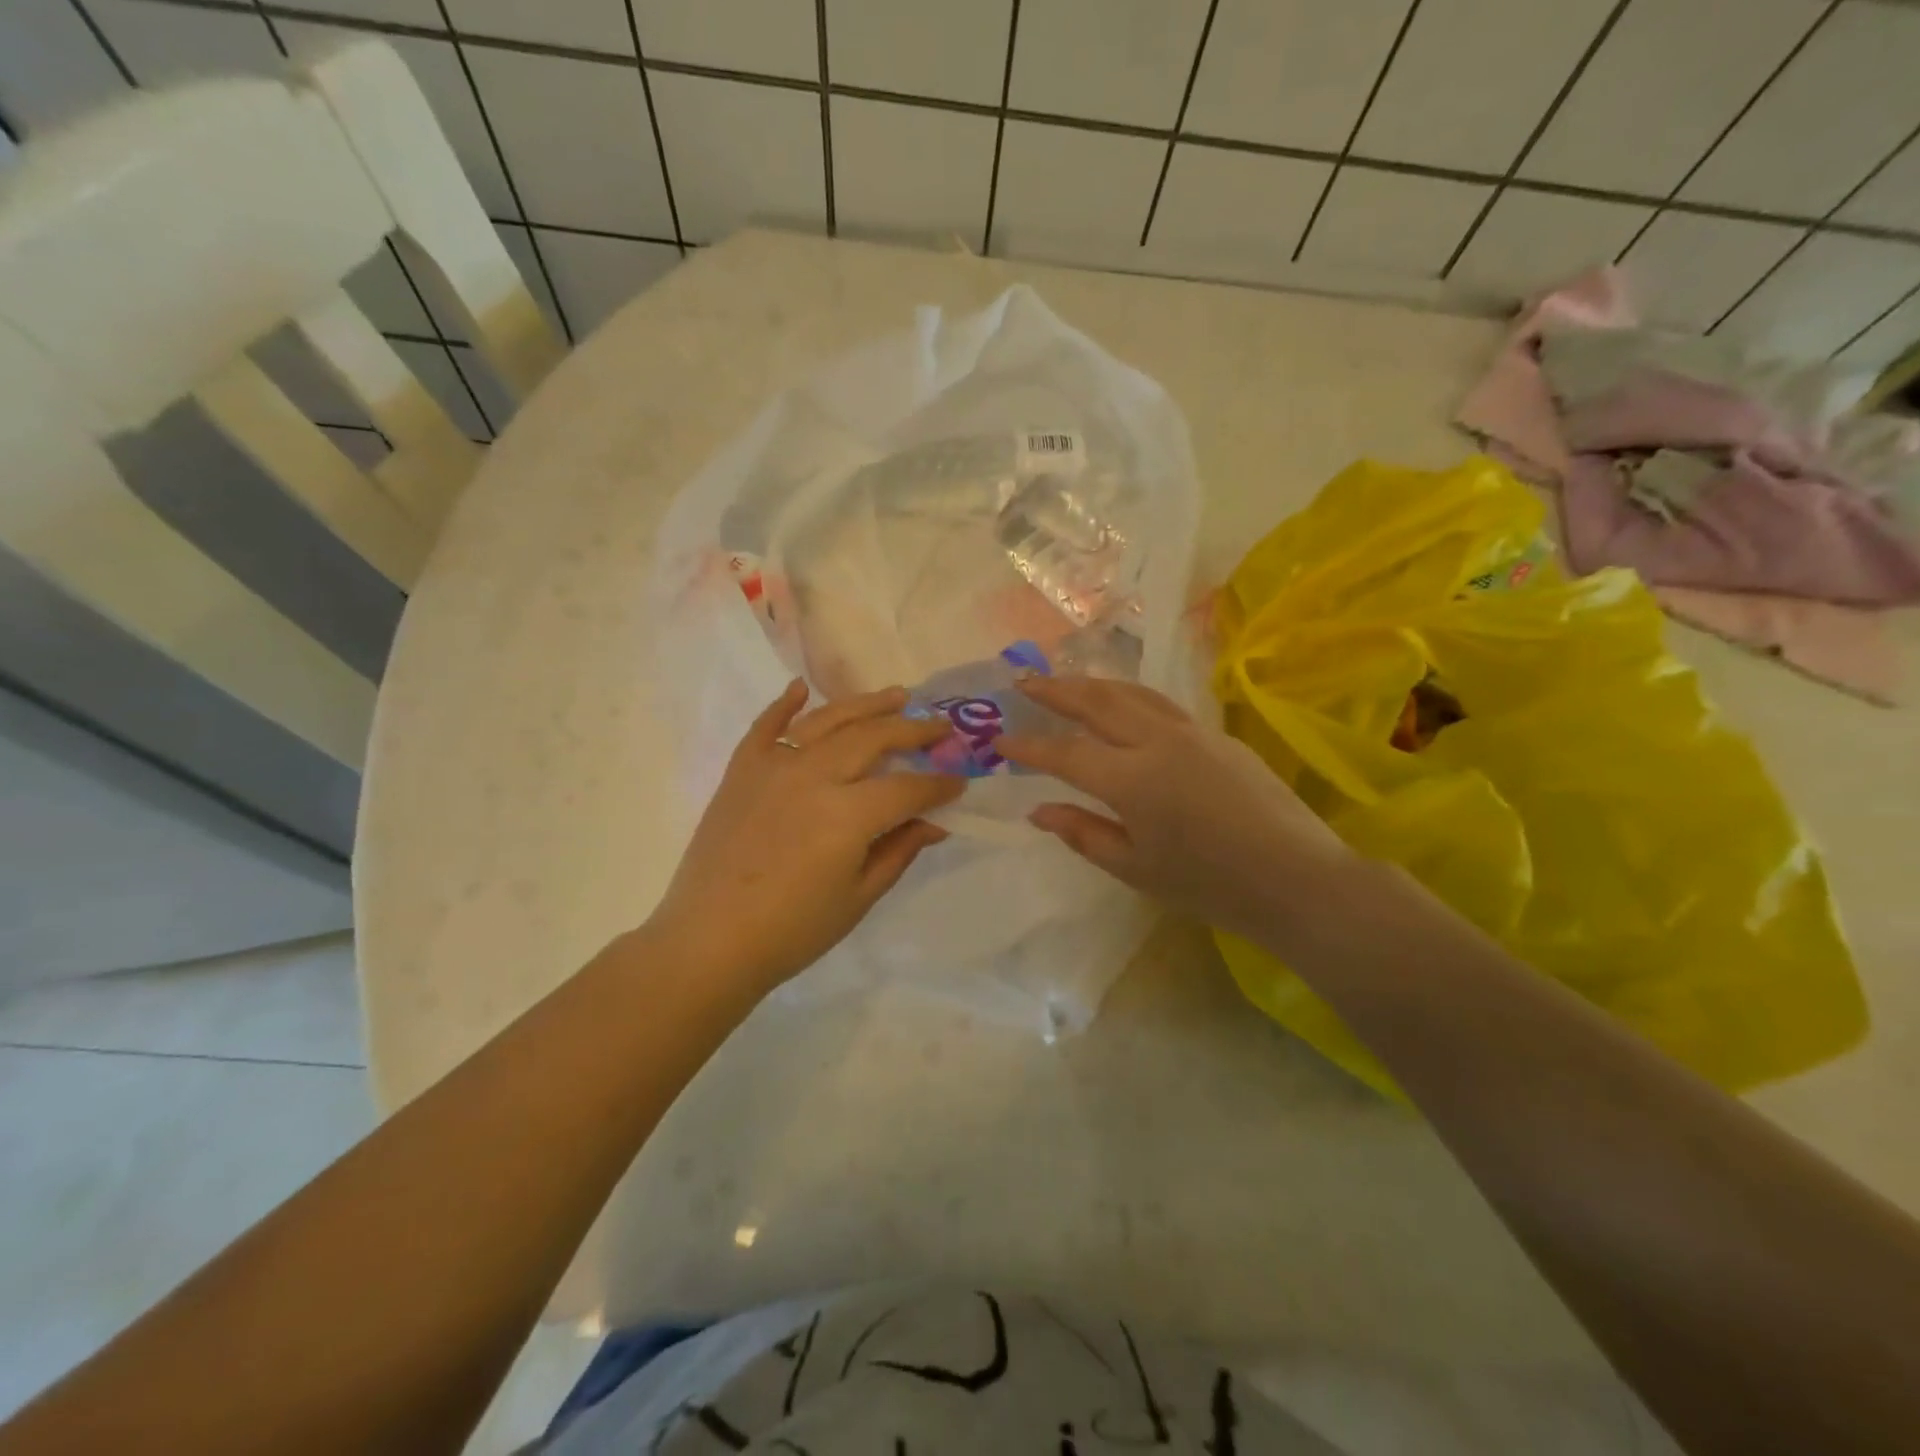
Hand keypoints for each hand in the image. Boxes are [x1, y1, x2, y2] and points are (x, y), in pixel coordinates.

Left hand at [648, 681, 962, 994]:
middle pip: (873, 738)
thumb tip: (934, 822)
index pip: (907, 788)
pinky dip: (784, 704)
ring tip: (895, 695)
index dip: (939, 785)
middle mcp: (813, 776)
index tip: (961, 780)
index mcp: (848, 814)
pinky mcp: (741, 771)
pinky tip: (801, 688)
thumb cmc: (792, 931)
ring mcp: (773, 767)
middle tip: (940, 726)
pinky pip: (765, 726)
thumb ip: (899, 850)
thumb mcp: (858, 897)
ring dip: (865, 704)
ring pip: (827, 720)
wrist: (709, 941)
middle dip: (913, 730)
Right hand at [997, 677, 1355, 943]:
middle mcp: (1157, 742)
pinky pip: (1159, 704)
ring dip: (1092, 683)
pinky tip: (1121, 703)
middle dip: (1055, 690)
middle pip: (1096, 702)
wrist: (1295, 877)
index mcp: (1132, 780)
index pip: (1065, 753)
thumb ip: (1083, 833)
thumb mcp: (1135, 868)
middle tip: (1023, 683)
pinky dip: (1127, 695)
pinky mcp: (1217, 734)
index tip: (1000, 740)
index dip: (1028, 747)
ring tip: (1065, 682)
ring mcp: (1191, 732)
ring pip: (1131, 693)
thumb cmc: (1209, 884)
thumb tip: (1038, 810)